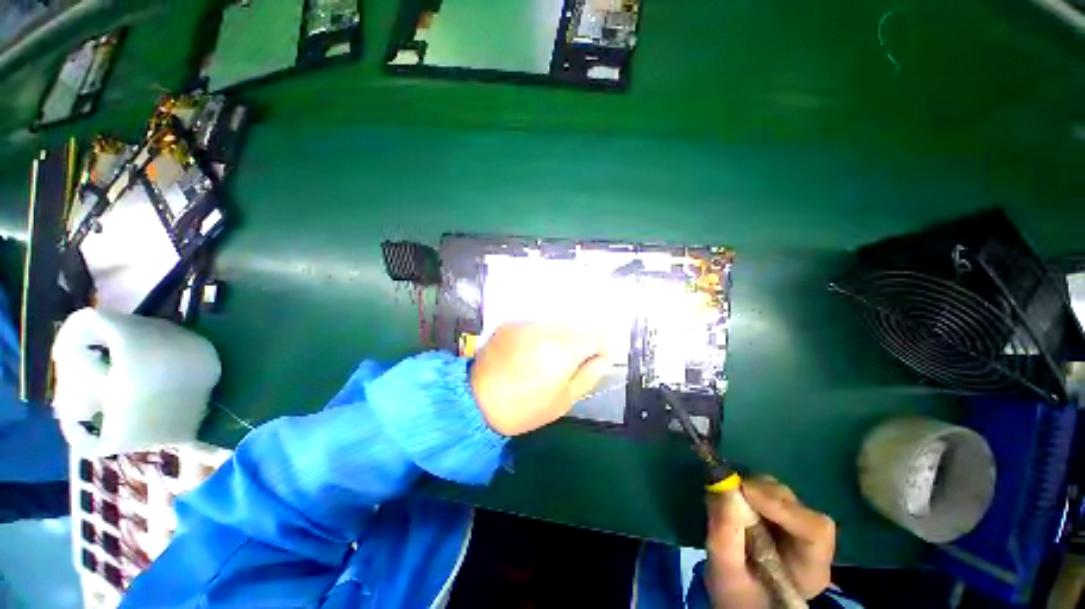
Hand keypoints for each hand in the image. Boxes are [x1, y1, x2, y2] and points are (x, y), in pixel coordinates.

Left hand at [470, 323, 608, 435]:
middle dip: (581, 341)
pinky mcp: (511, 324)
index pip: (596, 335)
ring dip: (561, 337)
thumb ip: (589, 375)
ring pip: (557, 323)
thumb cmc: (523, 408)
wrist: (475, 402)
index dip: (600, 348)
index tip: (593, 361)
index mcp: (563, 350)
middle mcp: (546, 329)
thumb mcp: (564, 400)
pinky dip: (541, 335)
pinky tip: (531, 352)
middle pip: (578, 326)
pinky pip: (537, 324)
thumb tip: (604, 357)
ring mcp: (526, 324)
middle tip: (570, 363)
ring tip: (548, 358)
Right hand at [705, 476, 835, 607]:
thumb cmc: (735, 593)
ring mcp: (795, 526)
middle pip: (796, 506)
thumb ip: (724, 535)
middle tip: (728, 490)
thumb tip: (721, 487)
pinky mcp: (778, 514)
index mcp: (810, 568)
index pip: (814, 529)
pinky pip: (766, 492)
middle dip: (762, 493)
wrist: (738, 599)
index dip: (781, 506)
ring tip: (726, 496)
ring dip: (752, 489)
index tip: (744, 491)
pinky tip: (731, 496)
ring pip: (781, 494)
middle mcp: (810, 543)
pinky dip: (746, 489)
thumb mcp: (726, 573)